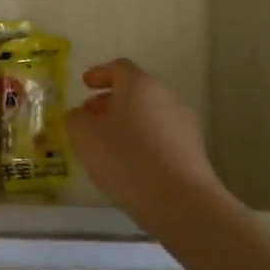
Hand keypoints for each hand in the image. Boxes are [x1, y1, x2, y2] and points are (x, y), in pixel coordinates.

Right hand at [67, 59, 228, 229]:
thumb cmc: (126, 159)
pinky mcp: (194, 150)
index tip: (85, 85)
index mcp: (140, 85)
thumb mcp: (84, 136)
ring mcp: (185, 124)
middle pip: (135, 91)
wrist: (180, 201)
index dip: (100, 74)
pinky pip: (162, 136)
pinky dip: (144, 141)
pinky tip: (131, 164)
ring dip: (128, 123)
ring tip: (109, 145)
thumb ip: (75, 119)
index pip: (119, 68)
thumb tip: (80, 115)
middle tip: (91, 118)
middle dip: (110, 102)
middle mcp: (166, 96)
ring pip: (150, 114)